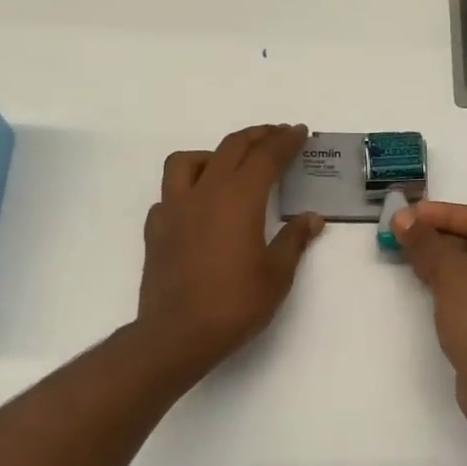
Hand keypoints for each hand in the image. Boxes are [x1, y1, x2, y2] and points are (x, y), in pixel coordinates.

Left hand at [136, 124, 323, 368]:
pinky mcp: (156, 229)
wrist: (177, 335)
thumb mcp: (277, 274)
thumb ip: (294, 240)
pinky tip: (199, 207)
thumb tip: (311, 219)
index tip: (299, 131)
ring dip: (214, 154)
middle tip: (277, 134)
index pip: (266, 157)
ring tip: (230, 166)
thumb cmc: (235, 303)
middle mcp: (205, 193)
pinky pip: (170, 194)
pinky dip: (188, 189)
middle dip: (257, 136)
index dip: (285, 141)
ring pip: (188, 161)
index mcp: (239, 199)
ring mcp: (174, 209)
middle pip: (231, 148)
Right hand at [390, 202, 466, 419]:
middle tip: (405, 234)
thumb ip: (425, 241)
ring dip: (446, 260)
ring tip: (411, 255)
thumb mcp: (450, 272)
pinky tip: (429, 282)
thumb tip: (402, 219)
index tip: (408, 215)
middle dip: (441, 237)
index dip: (441, 214)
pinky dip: (457, 282)